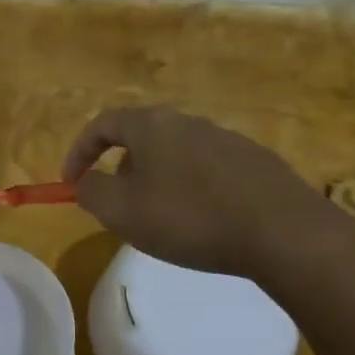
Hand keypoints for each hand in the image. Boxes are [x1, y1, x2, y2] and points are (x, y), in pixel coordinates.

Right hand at [61, 106, 354, 285]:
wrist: (284, 232)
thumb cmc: (190, 218)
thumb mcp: (122, 211)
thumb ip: (92, 192)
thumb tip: (86, 183)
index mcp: (152, 125)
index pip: (102, 124)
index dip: (79, 152)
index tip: (70, 183)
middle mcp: (189, 122)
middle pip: (141, 137)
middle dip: (121, 169)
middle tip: (117, 205)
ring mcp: (227, 140)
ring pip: (176, 155)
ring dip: (158, 180)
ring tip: (161, 219)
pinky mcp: (257, 164)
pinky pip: (209, 172)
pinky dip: (193, 190)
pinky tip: (204, 223)